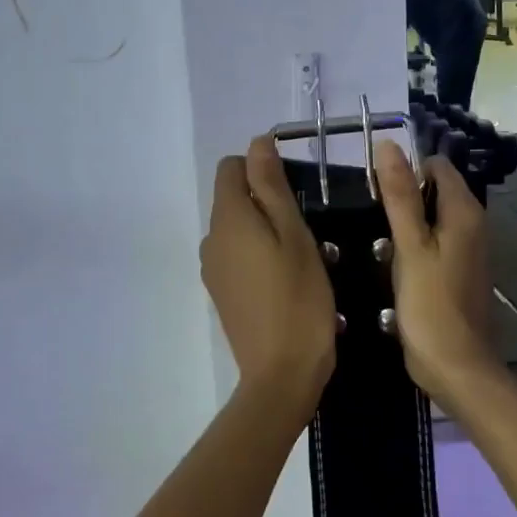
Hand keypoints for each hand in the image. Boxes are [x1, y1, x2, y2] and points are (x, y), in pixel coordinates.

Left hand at [201, 137, 336, 412]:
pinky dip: (257, 253)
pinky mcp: (221, 292)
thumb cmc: (299, 298)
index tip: (296, 189)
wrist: (282, 373)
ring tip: (301, 255)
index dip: (261, 166)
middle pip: (232, 197)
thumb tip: (256, 143)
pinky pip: (236, 255)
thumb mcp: (294, 235)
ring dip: (264, 228)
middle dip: (266, 199)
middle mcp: (210, 239)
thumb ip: (272, 187)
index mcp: (227, 219)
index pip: (230, 167)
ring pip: (237, 228)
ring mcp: (213, 269)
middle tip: (306, 227)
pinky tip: (285, 279)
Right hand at [374, 140, 499, 409]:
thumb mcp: (409, 246)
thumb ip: (399, 195)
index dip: (406, 168)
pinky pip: (435, 242)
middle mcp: (473, 224)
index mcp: (464, 212)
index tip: (375, 187)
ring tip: (377, 238)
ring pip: (434, 218)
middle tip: (371, 215)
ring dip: (407, 222)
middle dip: (404, 195)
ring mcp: (469, 250)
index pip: (437, 166)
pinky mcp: (459, 271)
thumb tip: (388, 145)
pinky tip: (392, 261)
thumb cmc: (430, 304)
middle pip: (436, 190)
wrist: (457, 366)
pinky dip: (415, 244)